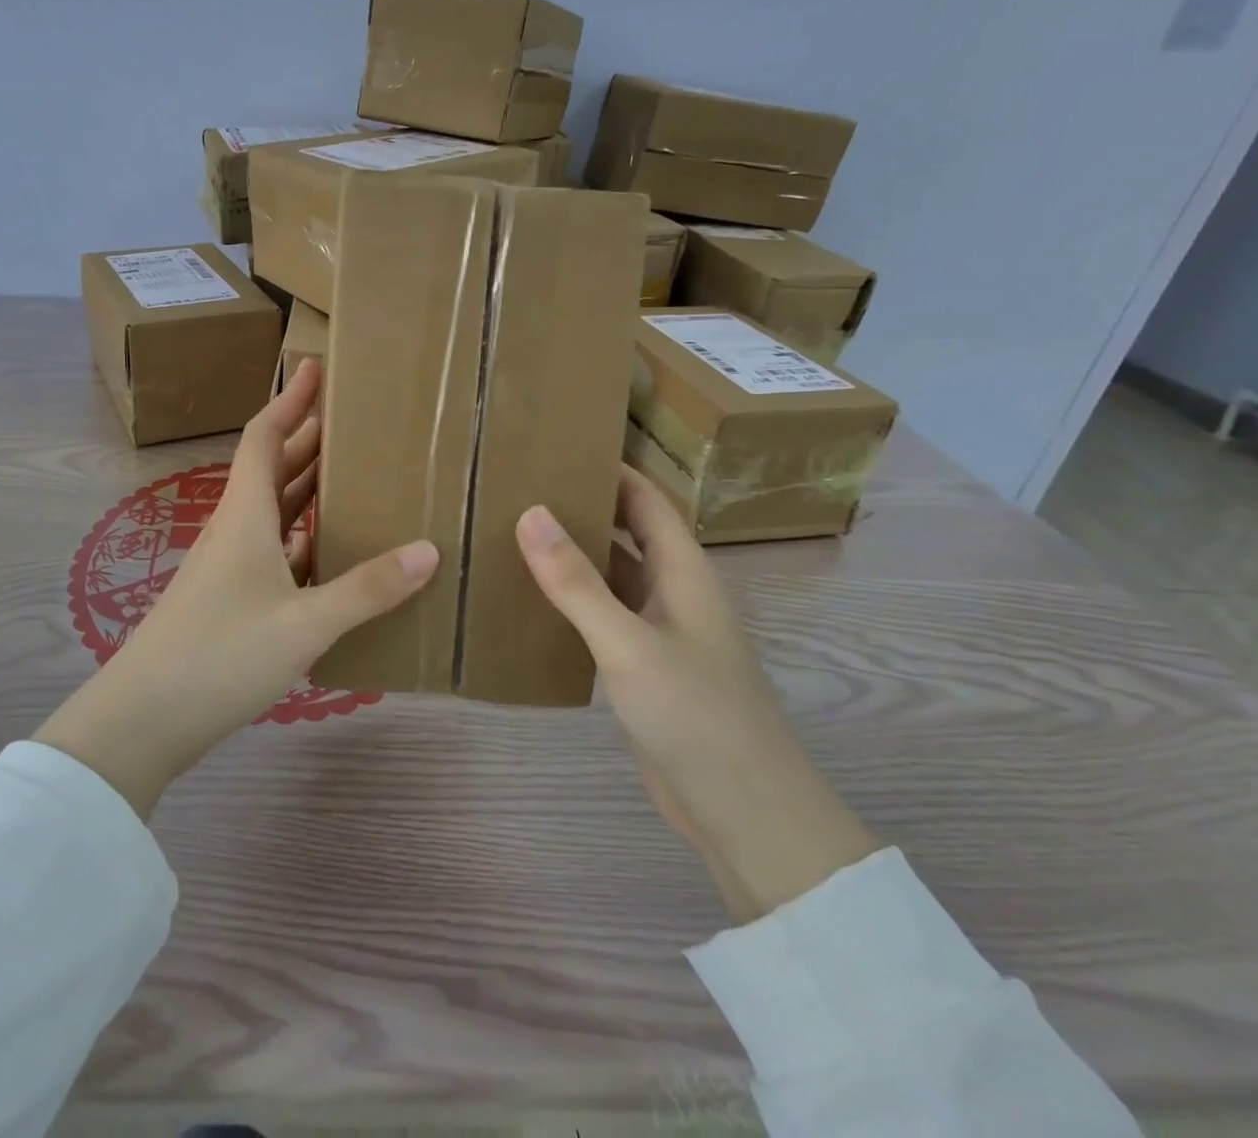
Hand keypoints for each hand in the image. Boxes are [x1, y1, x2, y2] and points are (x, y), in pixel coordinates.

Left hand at [36, 360, 438, 818]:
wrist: (145, 717)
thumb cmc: (221, 655)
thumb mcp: (305, 623)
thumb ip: (367, 589)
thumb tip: (428, 551)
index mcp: (245, 515)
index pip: (266, 436)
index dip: (291, 399)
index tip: (317, 367)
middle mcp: (235, 528)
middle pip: (272, 467)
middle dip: (310, 439)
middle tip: (357, 423)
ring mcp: (228, 564)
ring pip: (273, 509)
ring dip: (307, 487)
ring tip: (354, 476)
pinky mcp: (229, 596)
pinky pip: (273, 548)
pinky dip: (303, 536)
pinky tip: (332, 549)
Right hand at [516, 467, 877, 923]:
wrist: (743, 811)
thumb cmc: (695, 714)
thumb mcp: (628, 643)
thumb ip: (577, 582)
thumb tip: (530, 512)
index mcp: (684, 572)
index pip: (647, 500)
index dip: (610, 469)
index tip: (557, 447)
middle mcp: (675, 592)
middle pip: (628, 533)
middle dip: (584, 507)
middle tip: (521, 487)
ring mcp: (661, 632)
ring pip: (613, 576)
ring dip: (575, 555)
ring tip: (514, 533)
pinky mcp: (645, 668)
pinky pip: (604, 616)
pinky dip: (572, 600)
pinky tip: (531, 600)